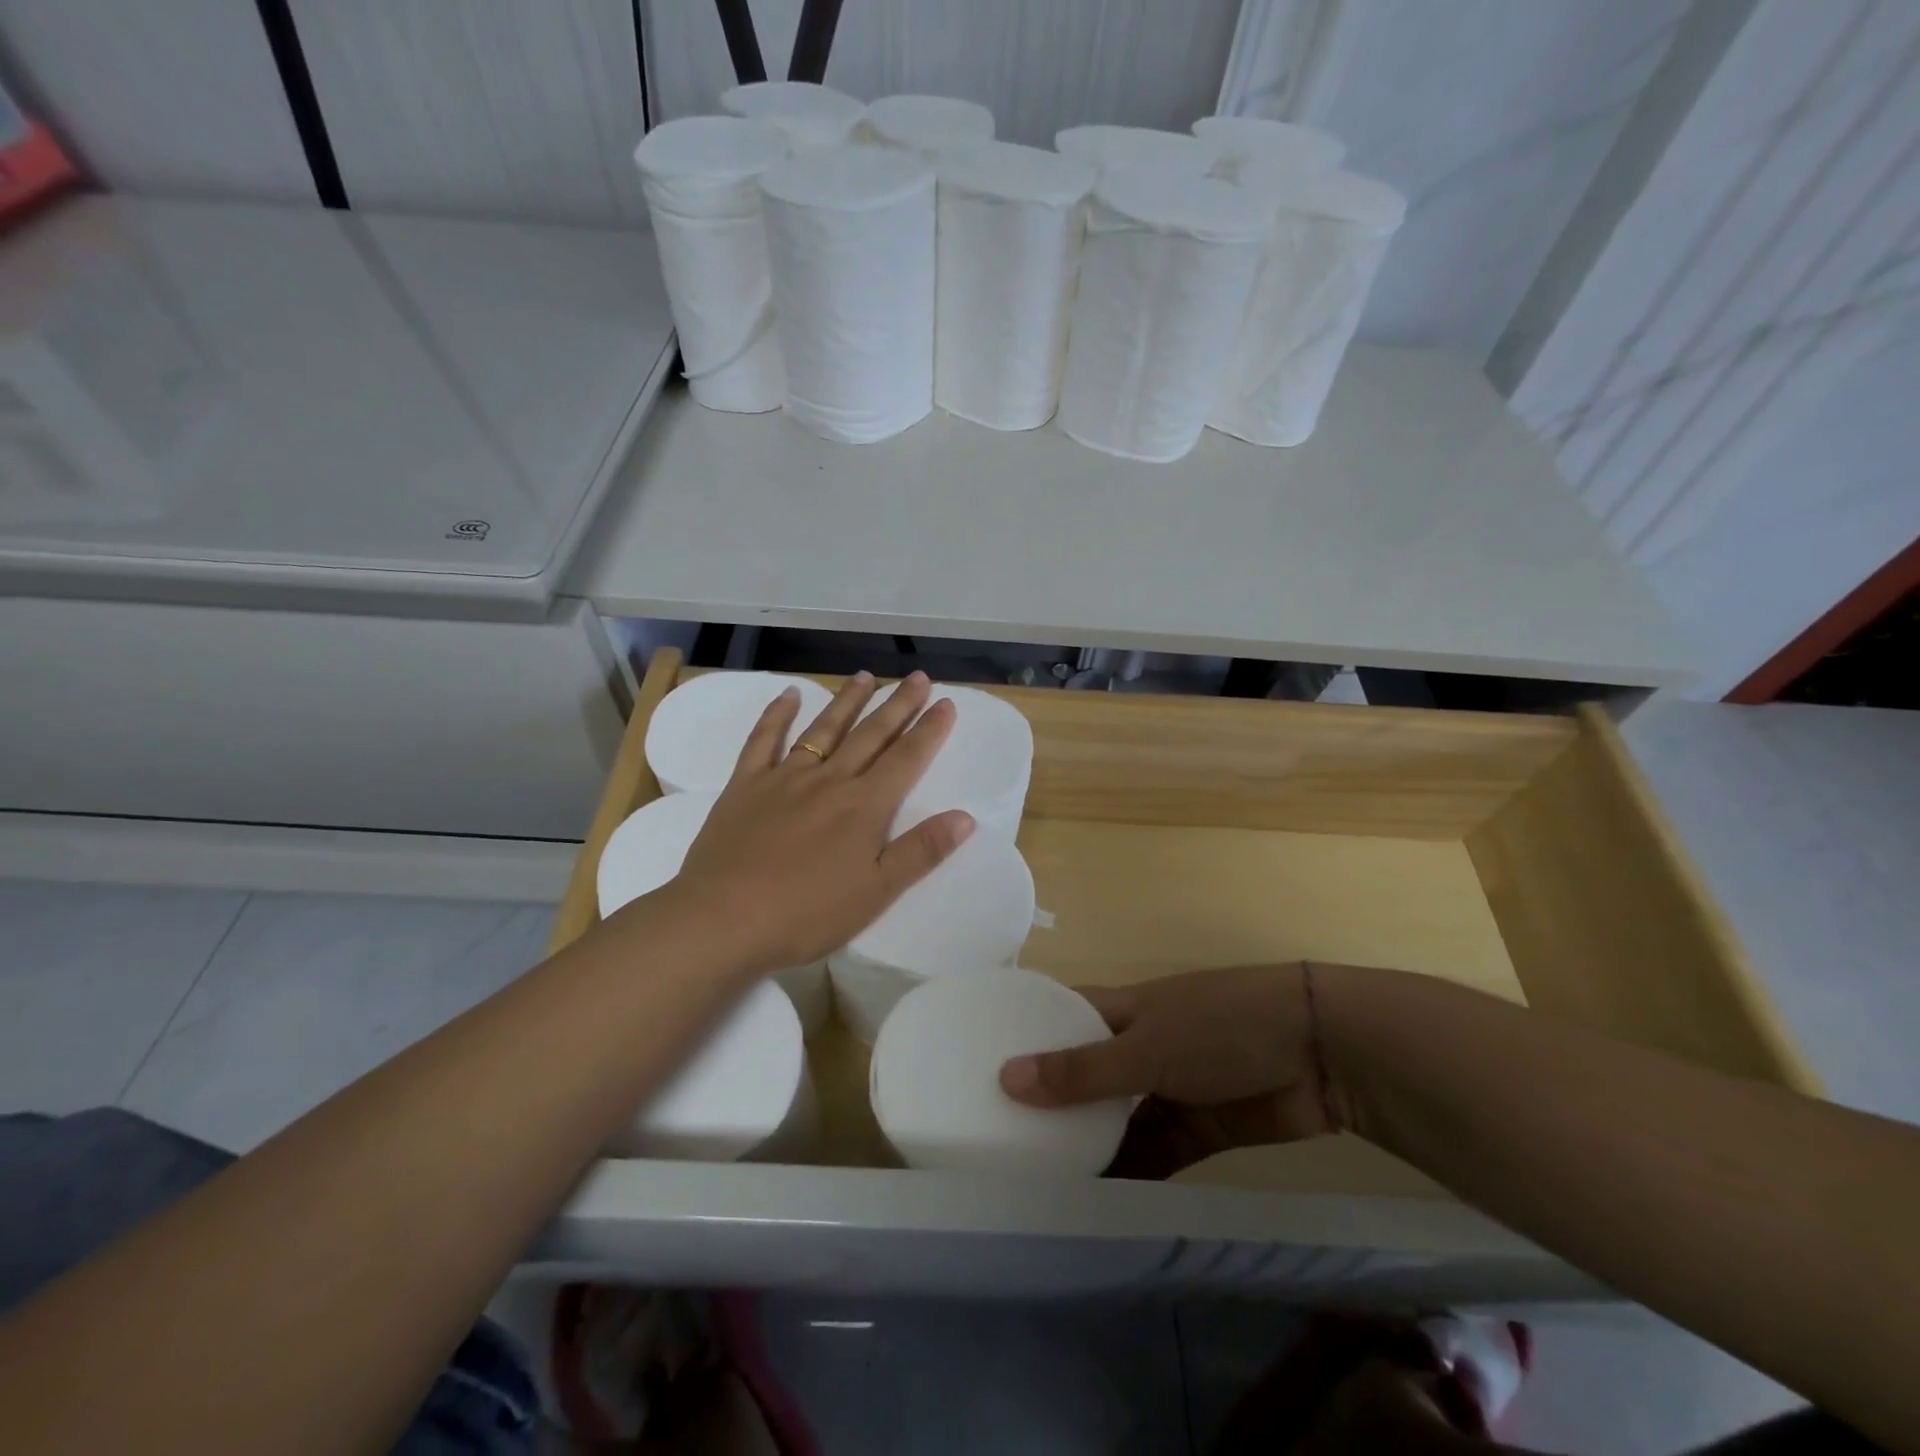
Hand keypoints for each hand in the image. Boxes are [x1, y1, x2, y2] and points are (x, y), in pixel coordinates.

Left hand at [665, 671, 974, 973]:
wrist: (724, 919)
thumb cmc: (807, 913)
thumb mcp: (877, 892)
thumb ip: (921, 851)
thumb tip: (966, 816)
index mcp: (864, 806)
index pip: (906, 759)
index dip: (929, 730)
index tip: (946, 703)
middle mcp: (829, 780)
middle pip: (870, 735)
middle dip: (898, 705)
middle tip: (917, 678)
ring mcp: (785, 777)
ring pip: (823, 728)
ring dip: (847, 701)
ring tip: (865, 676)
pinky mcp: (746, 785)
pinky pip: (763, 740)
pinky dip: (776, 714)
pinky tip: (788, 694)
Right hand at [998, 964, 1347, 1179]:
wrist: (1320, 1053)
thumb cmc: (1220, 1026)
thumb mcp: (1147, 1045)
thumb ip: (1082, 1070)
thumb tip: (1007, 1078)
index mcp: (1121, 1009)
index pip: (1061, 1016)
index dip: (1024, 1036)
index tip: (978, 1066)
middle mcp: (1138, 1045)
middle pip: (1085, 1073)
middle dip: (1052, 1102)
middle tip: (1000, 1141)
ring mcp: (1170, 1087)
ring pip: (1117, 1118)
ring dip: (1090, 1144)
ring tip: (1038, 1182)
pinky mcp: (1200, 1128)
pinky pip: (1155, 1152)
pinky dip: (1132, 1173)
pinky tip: (1098, 1203)